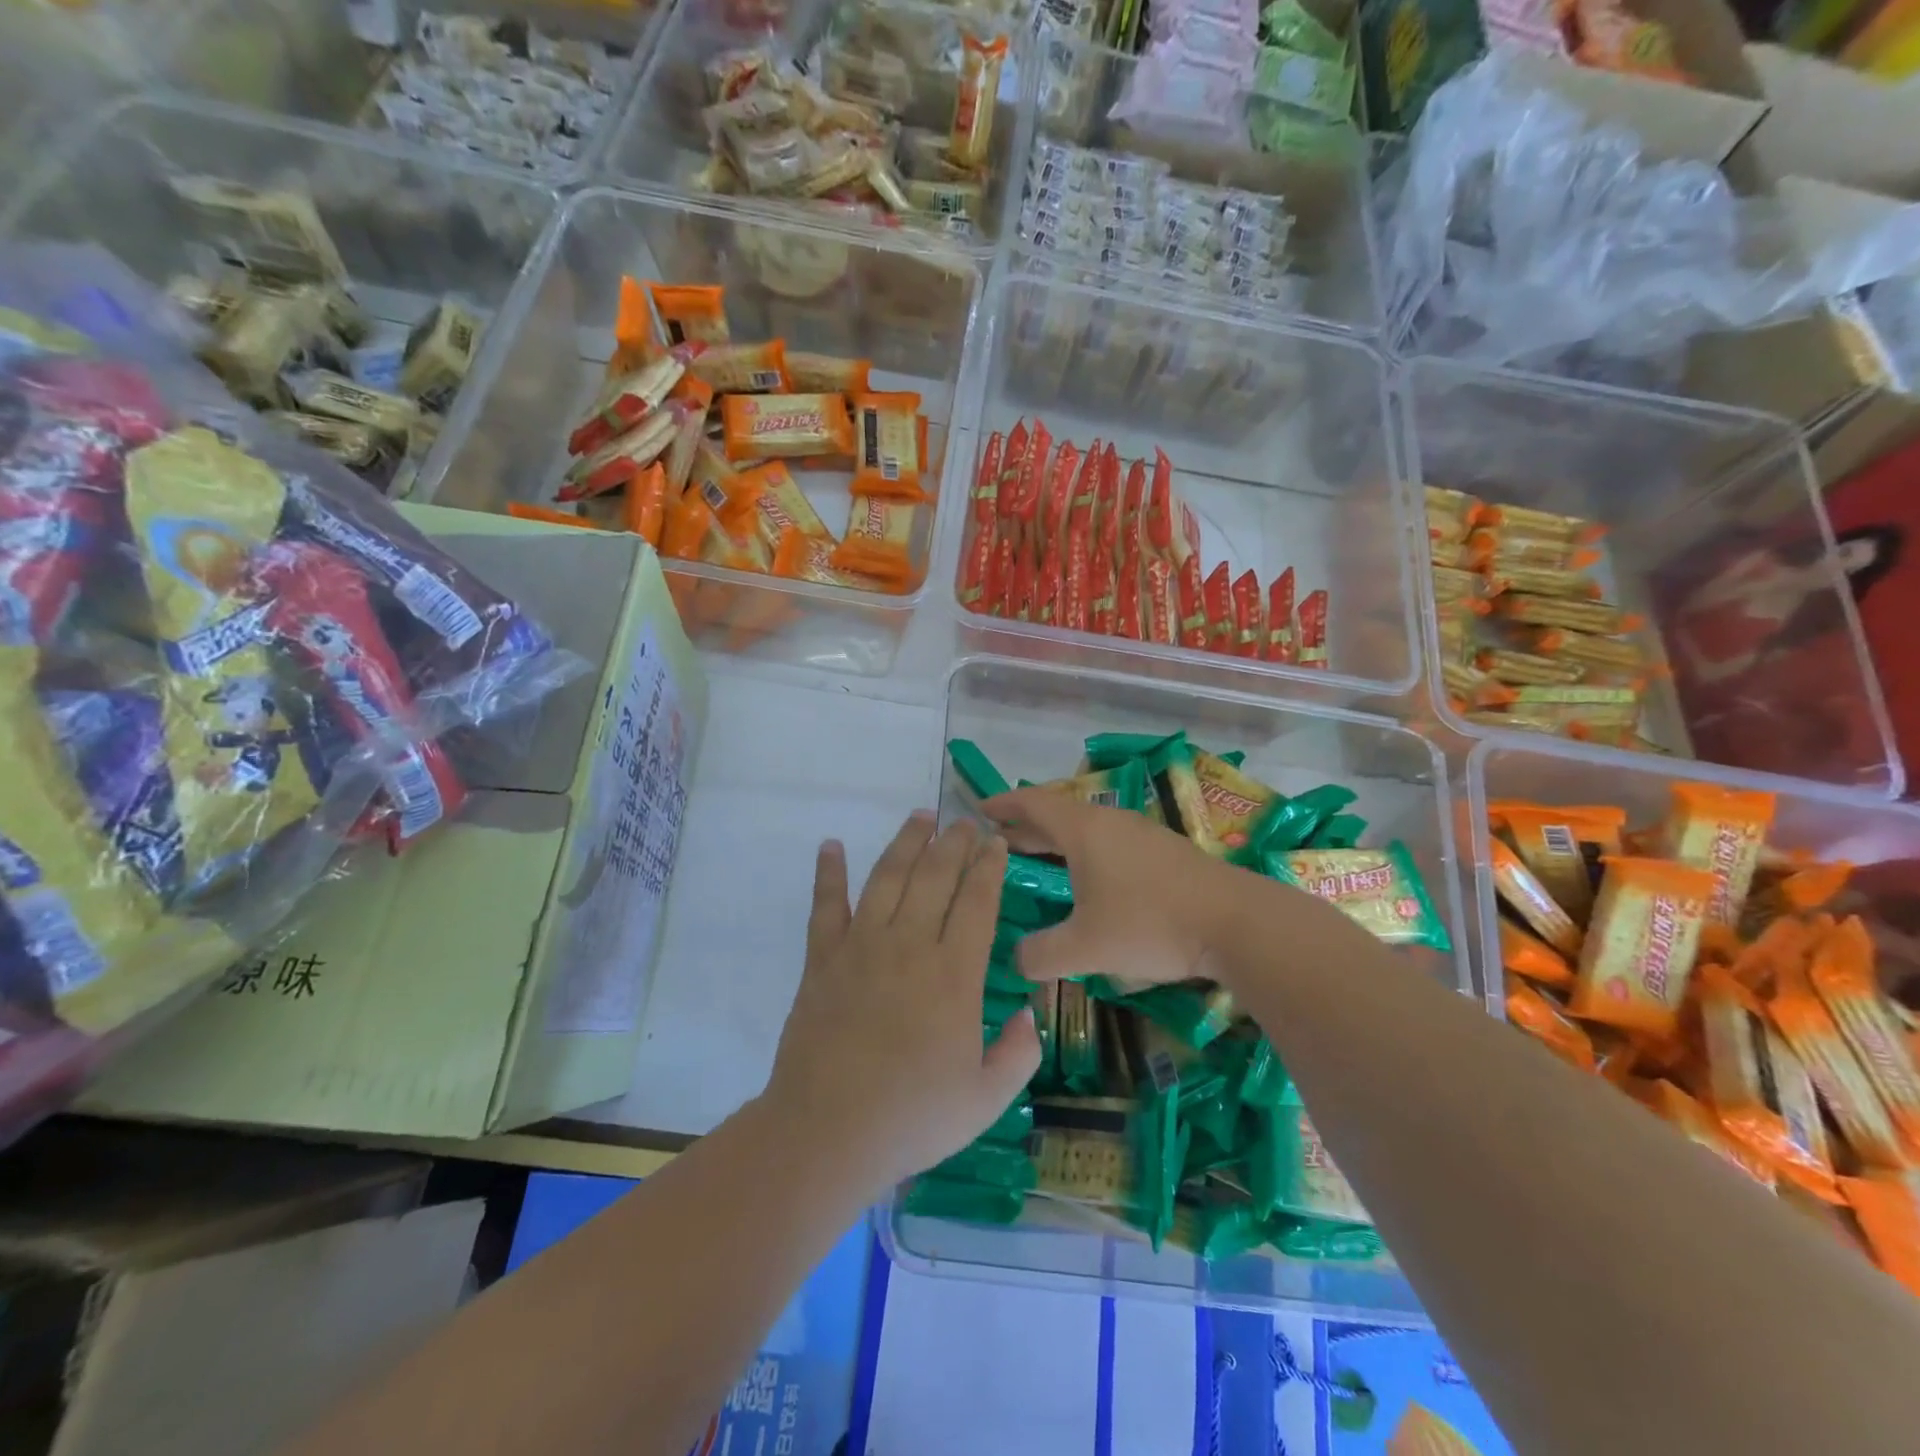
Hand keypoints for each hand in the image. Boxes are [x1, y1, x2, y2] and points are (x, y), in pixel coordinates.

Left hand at [762, 812, 1040, 1197]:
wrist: (827, 1132)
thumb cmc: (912, 1118)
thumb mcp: (986, 1099)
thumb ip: (1019, 1054)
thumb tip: (1030, 1013)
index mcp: (953, 974)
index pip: (977, 903)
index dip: (989, 867)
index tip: (996, 843)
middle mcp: (909, 945)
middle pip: (935, 877)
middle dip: (954, 843)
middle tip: (966, 821)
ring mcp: (861, 946)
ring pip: (887, 877)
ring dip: (906, 842)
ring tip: (920, 815)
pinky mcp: (822, 958)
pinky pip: (825, 905)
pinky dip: (828, 872)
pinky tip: (831, 845)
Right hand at [982, 788, 1230, 985]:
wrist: (1235, 922)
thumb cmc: (1150, 924)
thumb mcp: (1085, 947)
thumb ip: (1041, 954)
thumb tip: (1016, 959)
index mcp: (1084, 830)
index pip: (1033, 804)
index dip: (1003, 804)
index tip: (979, 808)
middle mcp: (1109, 821)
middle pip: (1057, 814)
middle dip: (1025, 826)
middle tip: (997, 840)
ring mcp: (1140, 833)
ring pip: (1086, 827)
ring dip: (1056, 839)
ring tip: (1036, 857)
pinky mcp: (1163, 851)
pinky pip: (1108, 840)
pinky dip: (1083, 850)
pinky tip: (1087, 877)